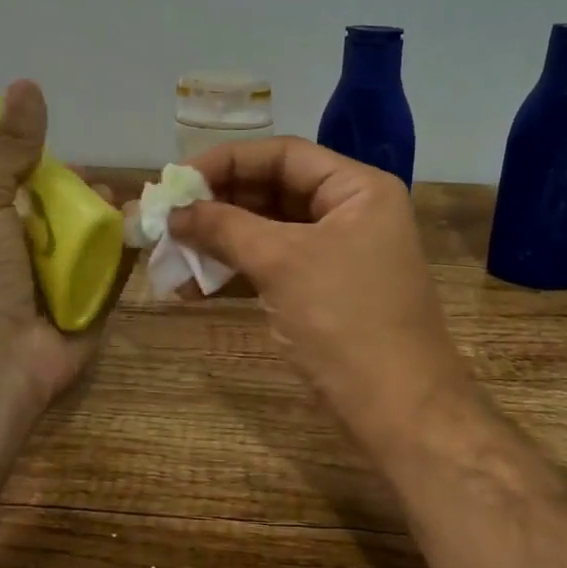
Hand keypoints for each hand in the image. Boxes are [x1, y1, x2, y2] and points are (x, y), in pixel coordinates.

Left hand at [0, 80, 118, 414]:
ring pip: (97, 244)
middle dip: (91, 199)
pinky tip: (147, 236)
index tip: (72, 163)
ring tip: (132, 211)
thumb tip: (26, 83)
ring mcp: (62, 287)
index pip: (29, 190)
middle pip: (69, 215)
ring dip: (115, 225)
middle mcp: (28, 256)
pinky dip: (130, 257)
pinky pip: (117, 278)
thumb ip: (8, 149)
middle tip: (105, 193)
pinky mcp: (93, 312)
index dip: (52, 172)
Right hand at [169, 137, 473, 446]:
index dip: (226, 162)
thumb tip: (174, 211)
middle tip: (168, 218)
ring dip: (220, 241)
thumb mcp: (281, 263)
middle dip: (218, 205)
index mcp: (357, 189)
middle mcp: (351, 212)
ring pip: (269, 231)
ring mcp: (339, 254)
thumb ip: (224, 227)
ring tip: (171, 254)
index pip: (283, 154)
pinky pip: (274, 266)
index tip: (176, 181)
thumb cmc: (345, 322)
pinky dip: (236, 271)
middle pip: (274, 191)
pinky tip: (194, 286)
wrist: (399, 412)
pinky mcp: (325, 292)